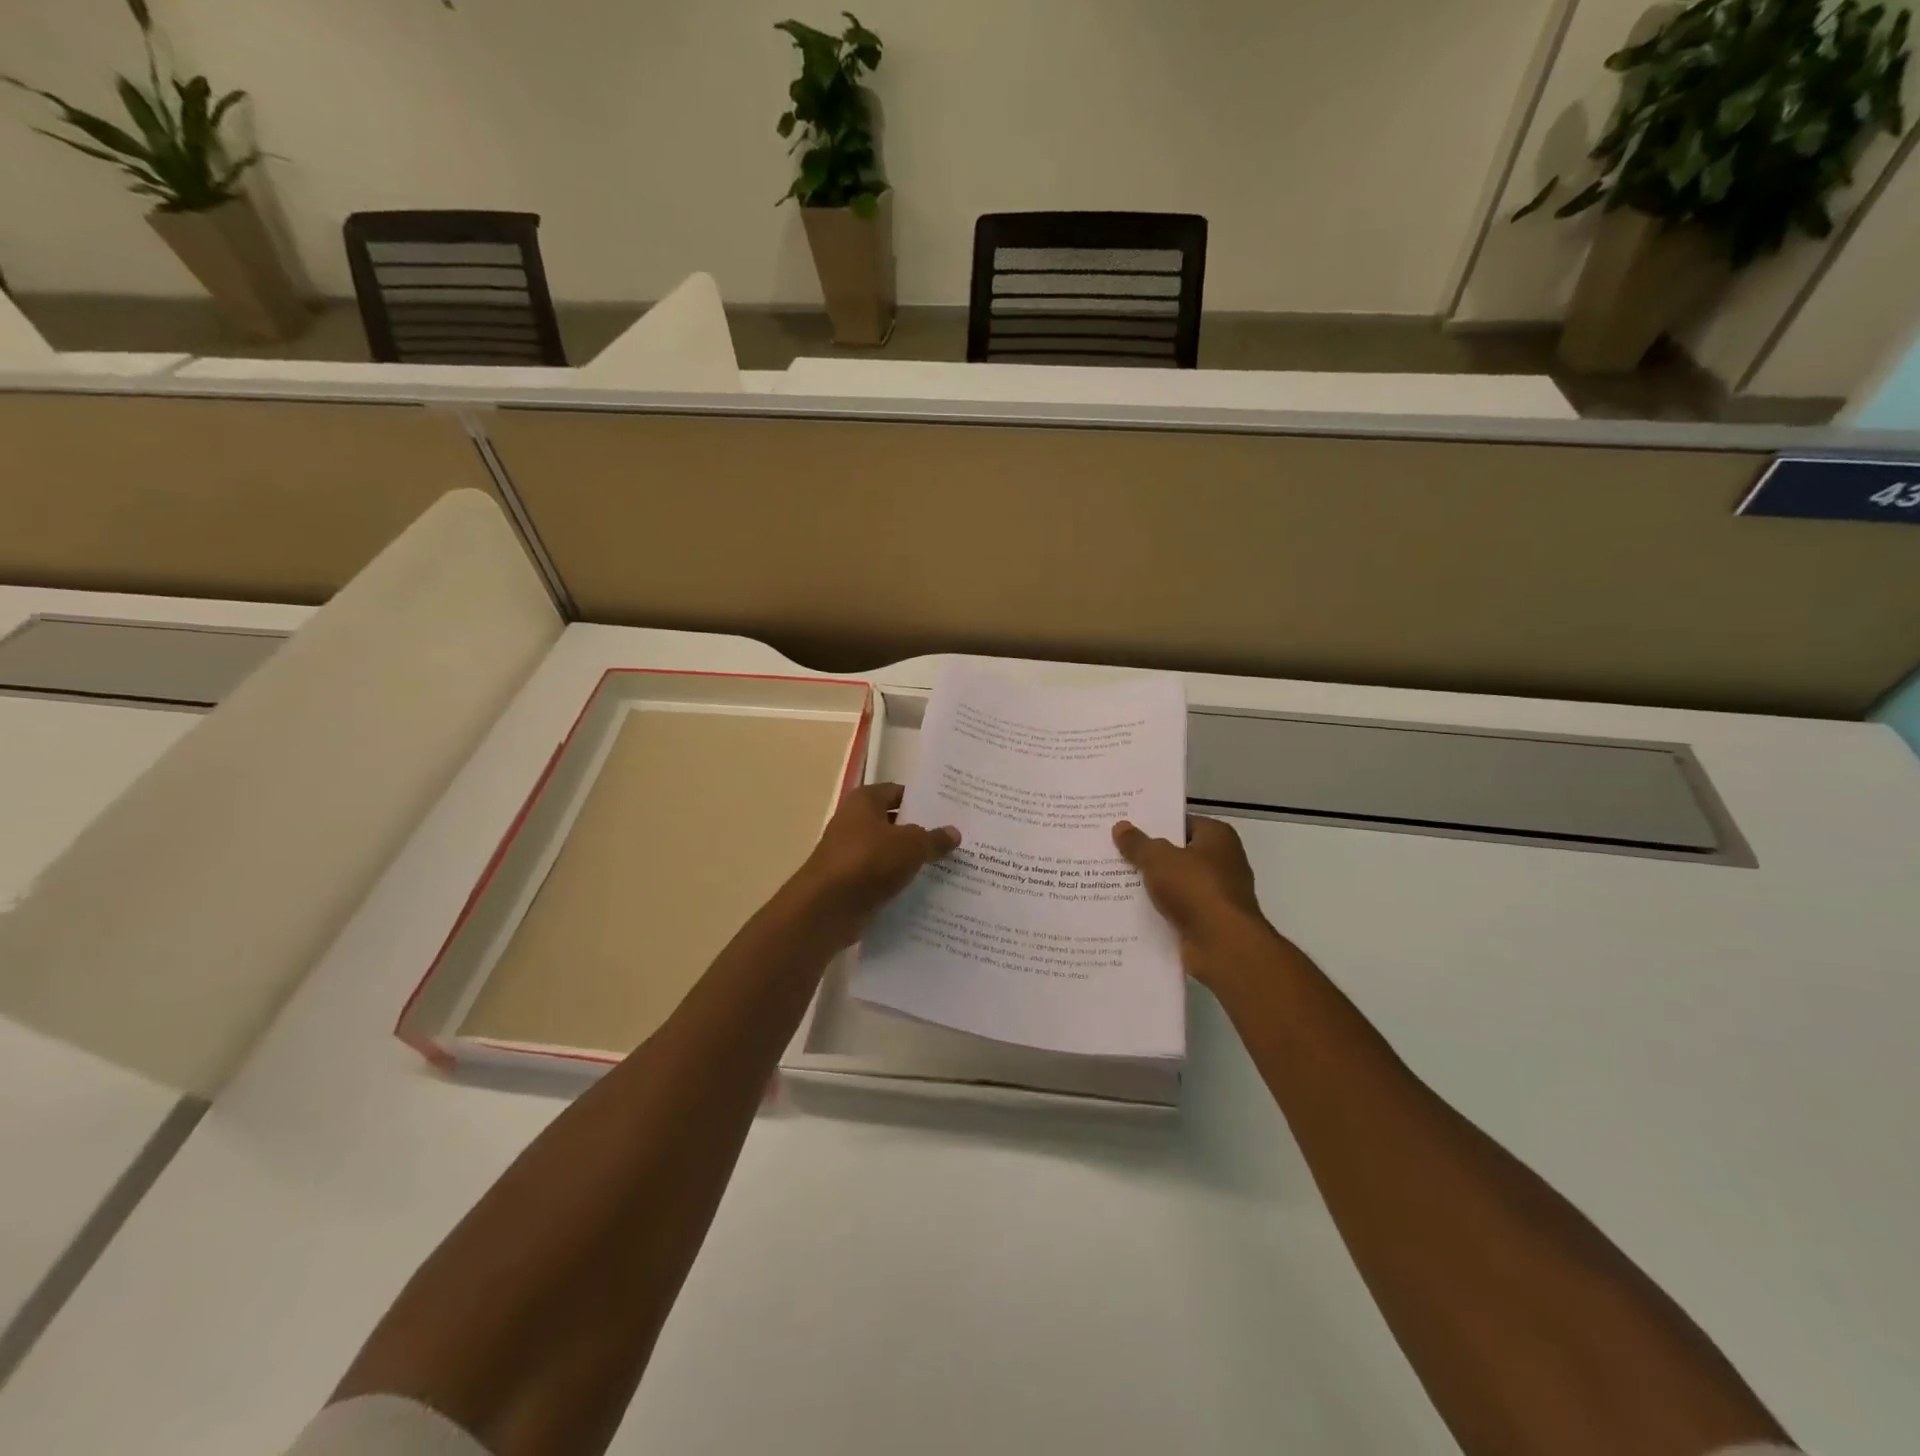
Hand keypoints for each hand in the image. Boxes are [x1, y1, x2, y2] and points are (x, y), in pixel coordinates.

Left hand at [793, 783, 959, 945]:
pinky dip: (901, 883)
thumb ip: (934, 838)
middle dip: (922, 832)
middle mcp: (854, 822)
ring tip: (950, 865)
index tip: (950, 811)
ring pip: (890, 853)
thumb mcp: (912, 845)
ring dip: (913, 860)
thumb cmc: (869, 861)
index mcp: (865, 801)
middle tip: (957, 838)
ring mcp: (851, 854)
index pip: (899, 792)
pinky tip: (928, 890)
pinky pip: (883, 878)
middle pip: (895, 823)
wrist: (827, 908)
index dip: (923, 800)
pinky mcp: (852, 883)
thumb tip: (954, 832)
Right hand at [1112, 815, 1279, 988]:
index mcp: (1218, 837)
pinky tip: (1128, 910)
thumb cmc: (1195, 889)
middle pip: (1177, 853)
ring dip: (1150, 885)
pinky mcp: (1208, 922)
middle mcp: (1222, 862)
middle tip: (1112, 850)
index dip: (1155, 822)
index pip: (1182, 822)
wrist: (1224, 946)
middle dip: (1148, 854)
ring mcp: (1217, 894)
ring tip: (1112, 879)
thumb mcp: (1158, 859)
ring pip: (1175, 883)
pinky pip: (1176, 909)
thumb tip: (1120, 826)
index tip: (1126, 825)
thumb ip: (1138, 843)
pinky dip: (1158, 910)